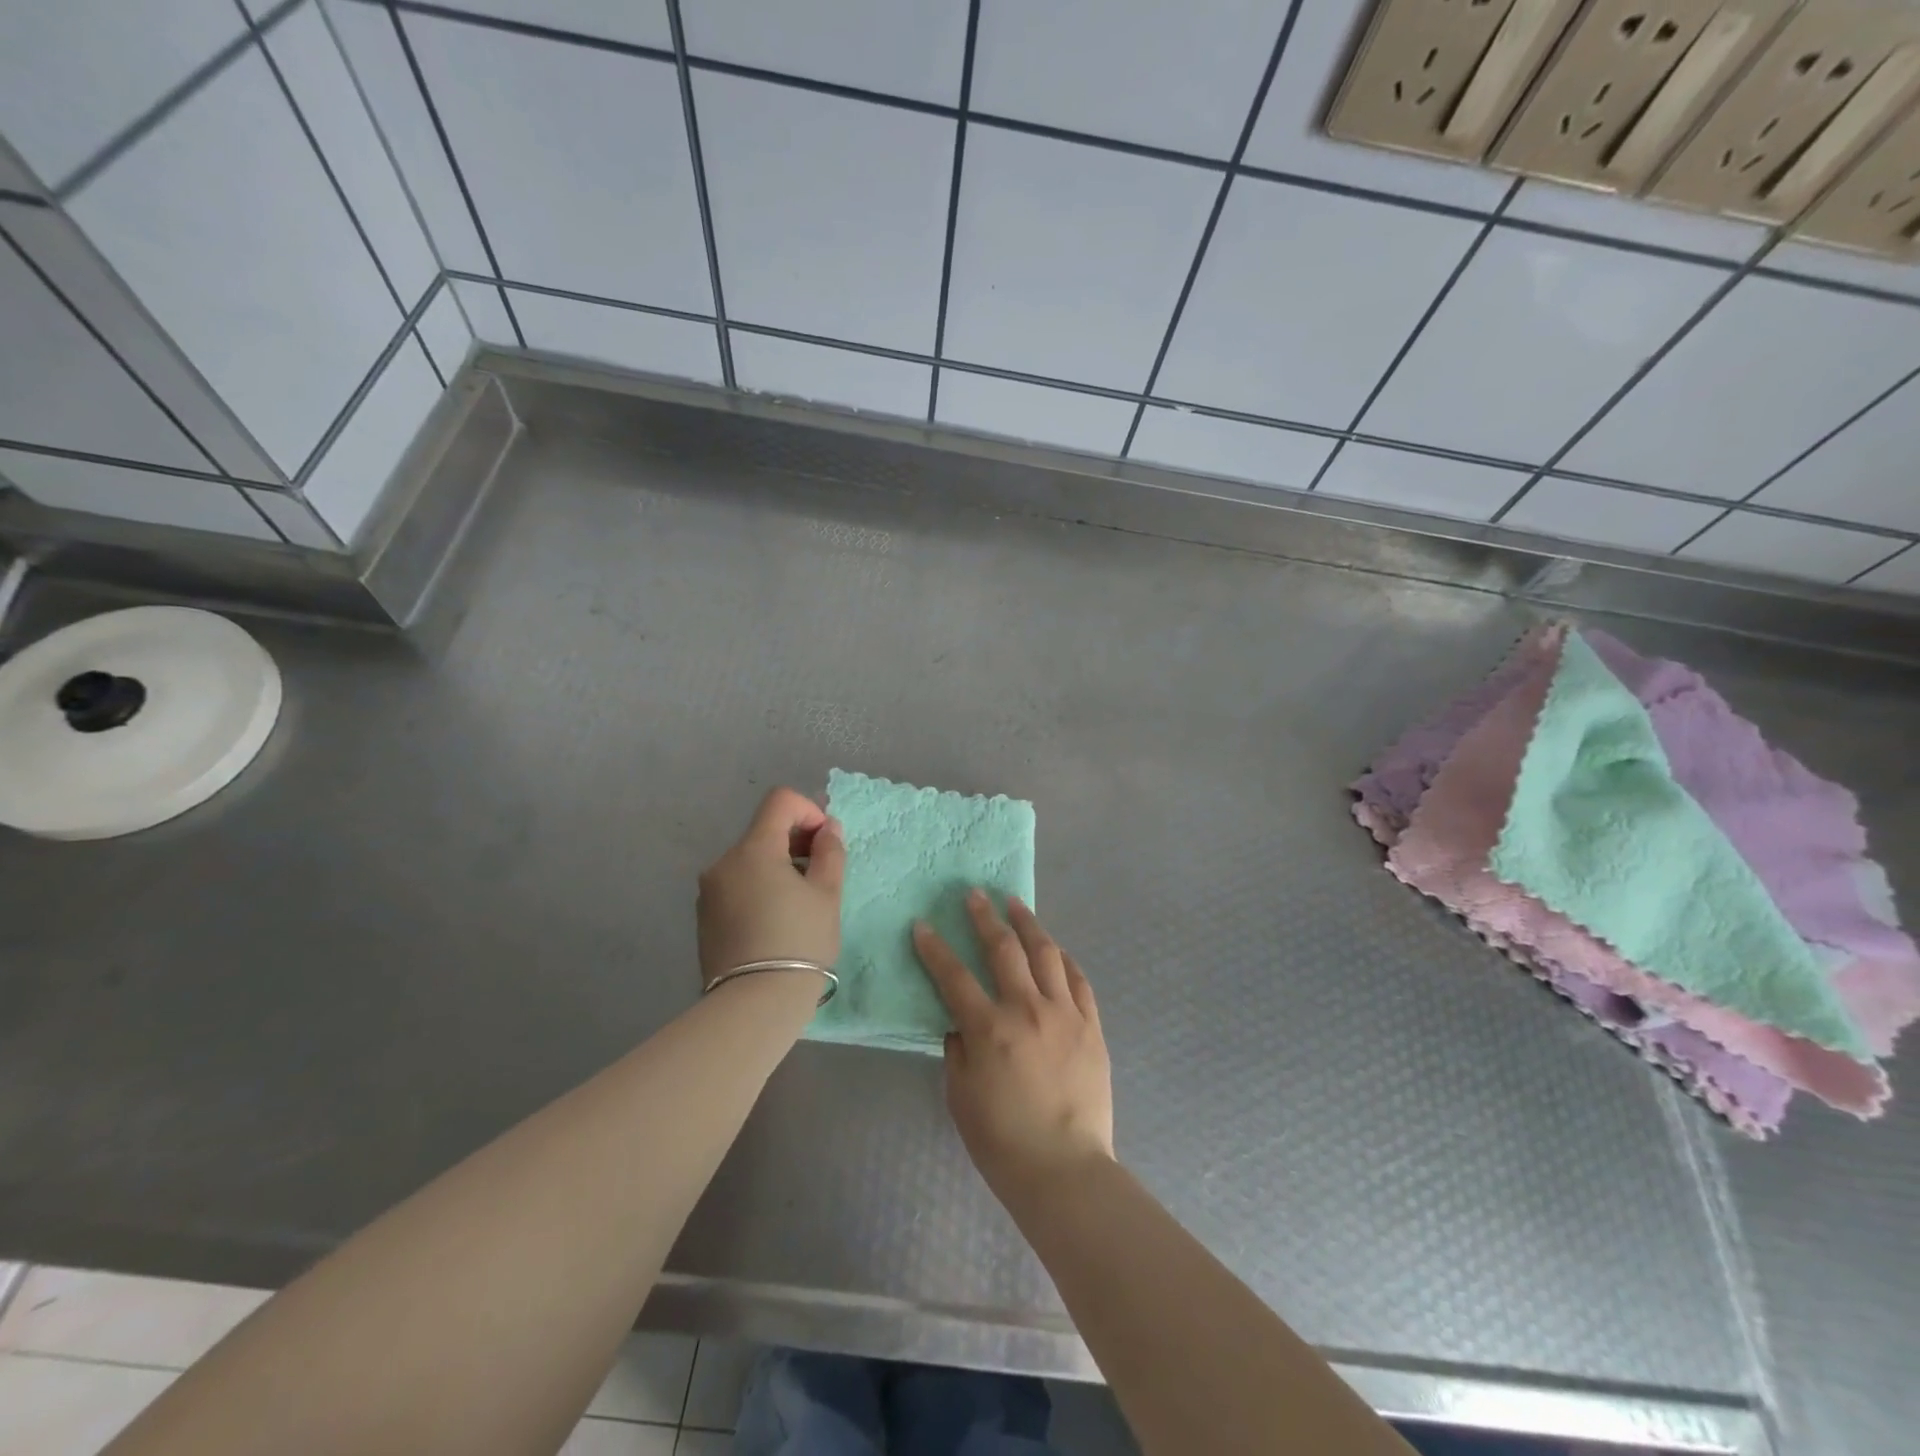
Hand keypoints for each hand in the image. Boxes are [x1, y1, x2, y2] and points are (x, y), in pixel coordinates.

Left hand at [697, 788, 845, 988]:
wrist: (754, 1005)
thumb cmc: (799, 942)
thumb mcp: (827, 895)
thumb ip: (829, 852)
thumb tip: (827, 828)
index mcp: (753, 849)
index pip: (780, 801)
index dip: (808, 810)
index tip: (824, 843)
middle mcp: (723, 862)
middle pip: (764, 831)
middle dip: (795, 842)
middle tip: (820, 875)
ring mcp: (709, 890)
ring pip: (750, 860)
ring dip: (778, 867)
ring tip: (799, 904)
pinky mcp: (704, 916)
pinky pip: (737, 885)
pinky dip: (759, 887)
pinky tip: (775, 921)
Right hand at [912, 892, 1114, 1204]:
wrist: (1065, 1169)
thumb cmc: (1002, 1141)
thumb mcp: (961, 1096)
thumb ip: (958, 1050)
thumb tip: (961, 1023)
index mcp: (990, 1028)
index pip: (954, 976)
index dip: (934, 948)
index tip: (922, 924)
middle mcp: (1027, 1009)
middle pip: (1004, 949)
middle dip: (984, 917)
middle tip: (974, 894)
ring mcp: (1065, 1014)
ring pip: (1046, 953)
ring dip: (1028, 924)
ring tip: (1015, 904)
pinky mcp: (1091, 1026)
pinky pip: (1079, 980)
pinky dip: (1065, 959)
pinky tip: (1056, 949)